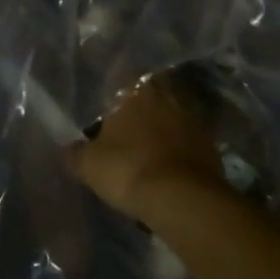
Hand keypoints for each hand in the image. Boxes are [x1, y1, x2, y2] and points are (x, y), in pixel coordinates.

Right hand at [67, 75, 225, 219]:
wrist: (182, 198)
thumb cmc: (127, 169)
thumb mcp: (88, 164)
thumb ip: (75, 153)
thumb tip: (69, 149)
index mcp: (136, 91)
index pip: (123, 80)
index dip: (114, 96)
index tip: (107, 112)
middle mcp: (167, 96)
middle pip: (150, 99)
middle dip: (140, 113)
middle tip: (126, 132)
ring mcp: (193, 120)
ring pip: (171, 120)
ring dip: (161, 132)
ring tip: (146, 153)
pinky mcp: (210, 145)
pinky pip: (187, 143)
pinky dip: (178, 152)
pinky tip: (166, 169)